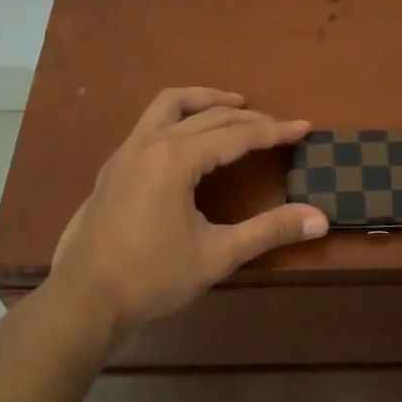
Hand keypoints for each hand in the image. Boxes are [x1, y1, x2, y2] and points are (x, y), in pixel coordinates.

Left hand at [50, 88, 327, 340]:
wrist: (82, 301)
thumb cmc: (151, 278)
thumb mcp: (216, 255)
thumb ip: (269, 231)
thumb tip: (320, 219)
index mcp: (176, 159)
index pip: (236, 135)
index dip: (274, 132)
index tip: (304, 127)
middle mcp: (150, 142)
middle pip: (208, 116)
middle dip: (248, 118)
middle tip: (278, 126)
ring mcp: (126, 151)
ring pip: (169, 104)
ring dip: (205, 100)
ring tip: (233, 106)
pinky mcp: (113, 166)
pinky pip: (151, 122)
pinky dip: (179, 116)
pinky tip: (189, 139)